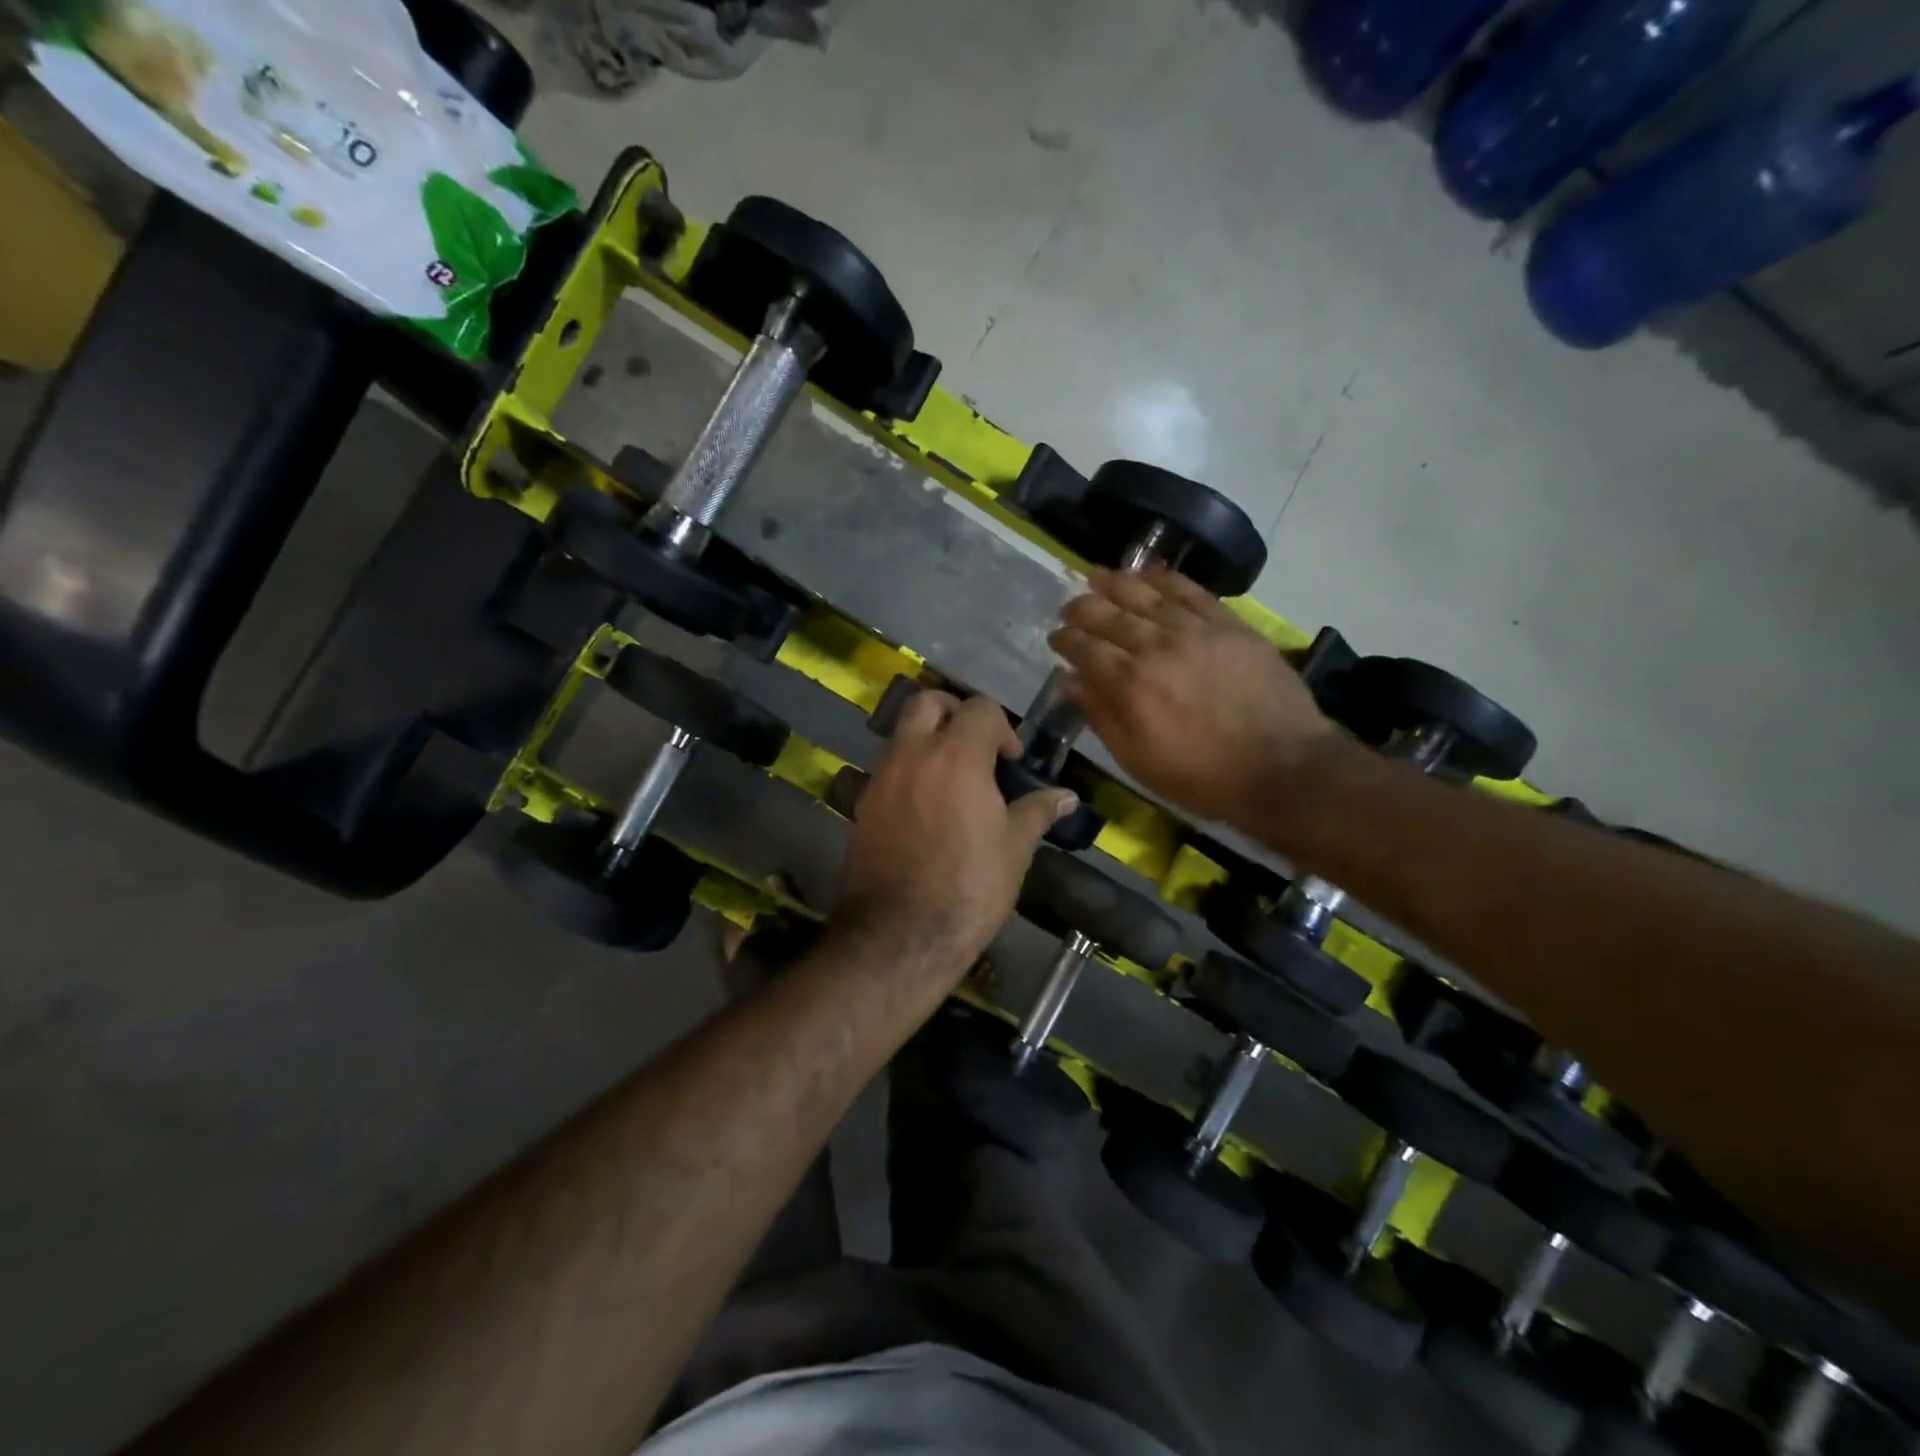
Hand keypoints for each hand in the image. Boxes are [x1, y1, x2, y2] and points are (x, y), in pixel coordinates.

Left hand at [835, 692, 1077, 978]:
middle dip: (954, 712)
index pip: (980, 708)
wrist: (900, 935)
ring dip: (928, 740)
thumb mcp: (1014, 848)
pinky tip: (927, 809)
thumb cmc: (969, 888)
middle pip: (927, 701)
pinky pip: (888, 768)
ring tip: (952, 780)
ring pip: (903, 733)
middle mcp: (913, 754)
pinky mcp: (863, 804)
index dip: (1002, 728)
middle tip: (975, 747)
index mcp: (957, 756)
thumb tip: (1067, 796)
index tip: (1011, 763)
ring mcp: (881, 778)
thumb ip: (1038, 811)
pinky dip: (909, 771)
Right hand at [1049, 566, 1339, 824]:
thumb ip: (1100, 715)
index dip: (1064, 640)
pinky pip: (1191, 591)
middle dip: (1081, 608)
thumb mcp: (1136, 759)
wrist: (1280, 768)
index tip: (1056, 638)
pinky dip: (1166, 578)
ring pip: (1145, 595)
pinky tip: (1149, 573)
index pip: (1084, 648)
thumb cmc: (1201, 775)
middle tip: (1070, 607)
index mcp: (1128, 683)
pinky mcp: (1229, 625)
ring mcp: (1194, 630)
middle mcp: (1155, 646)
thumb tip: (1069, 680)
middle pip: (1108, 614)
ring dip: (1115, 583)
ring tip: (1097, 577)